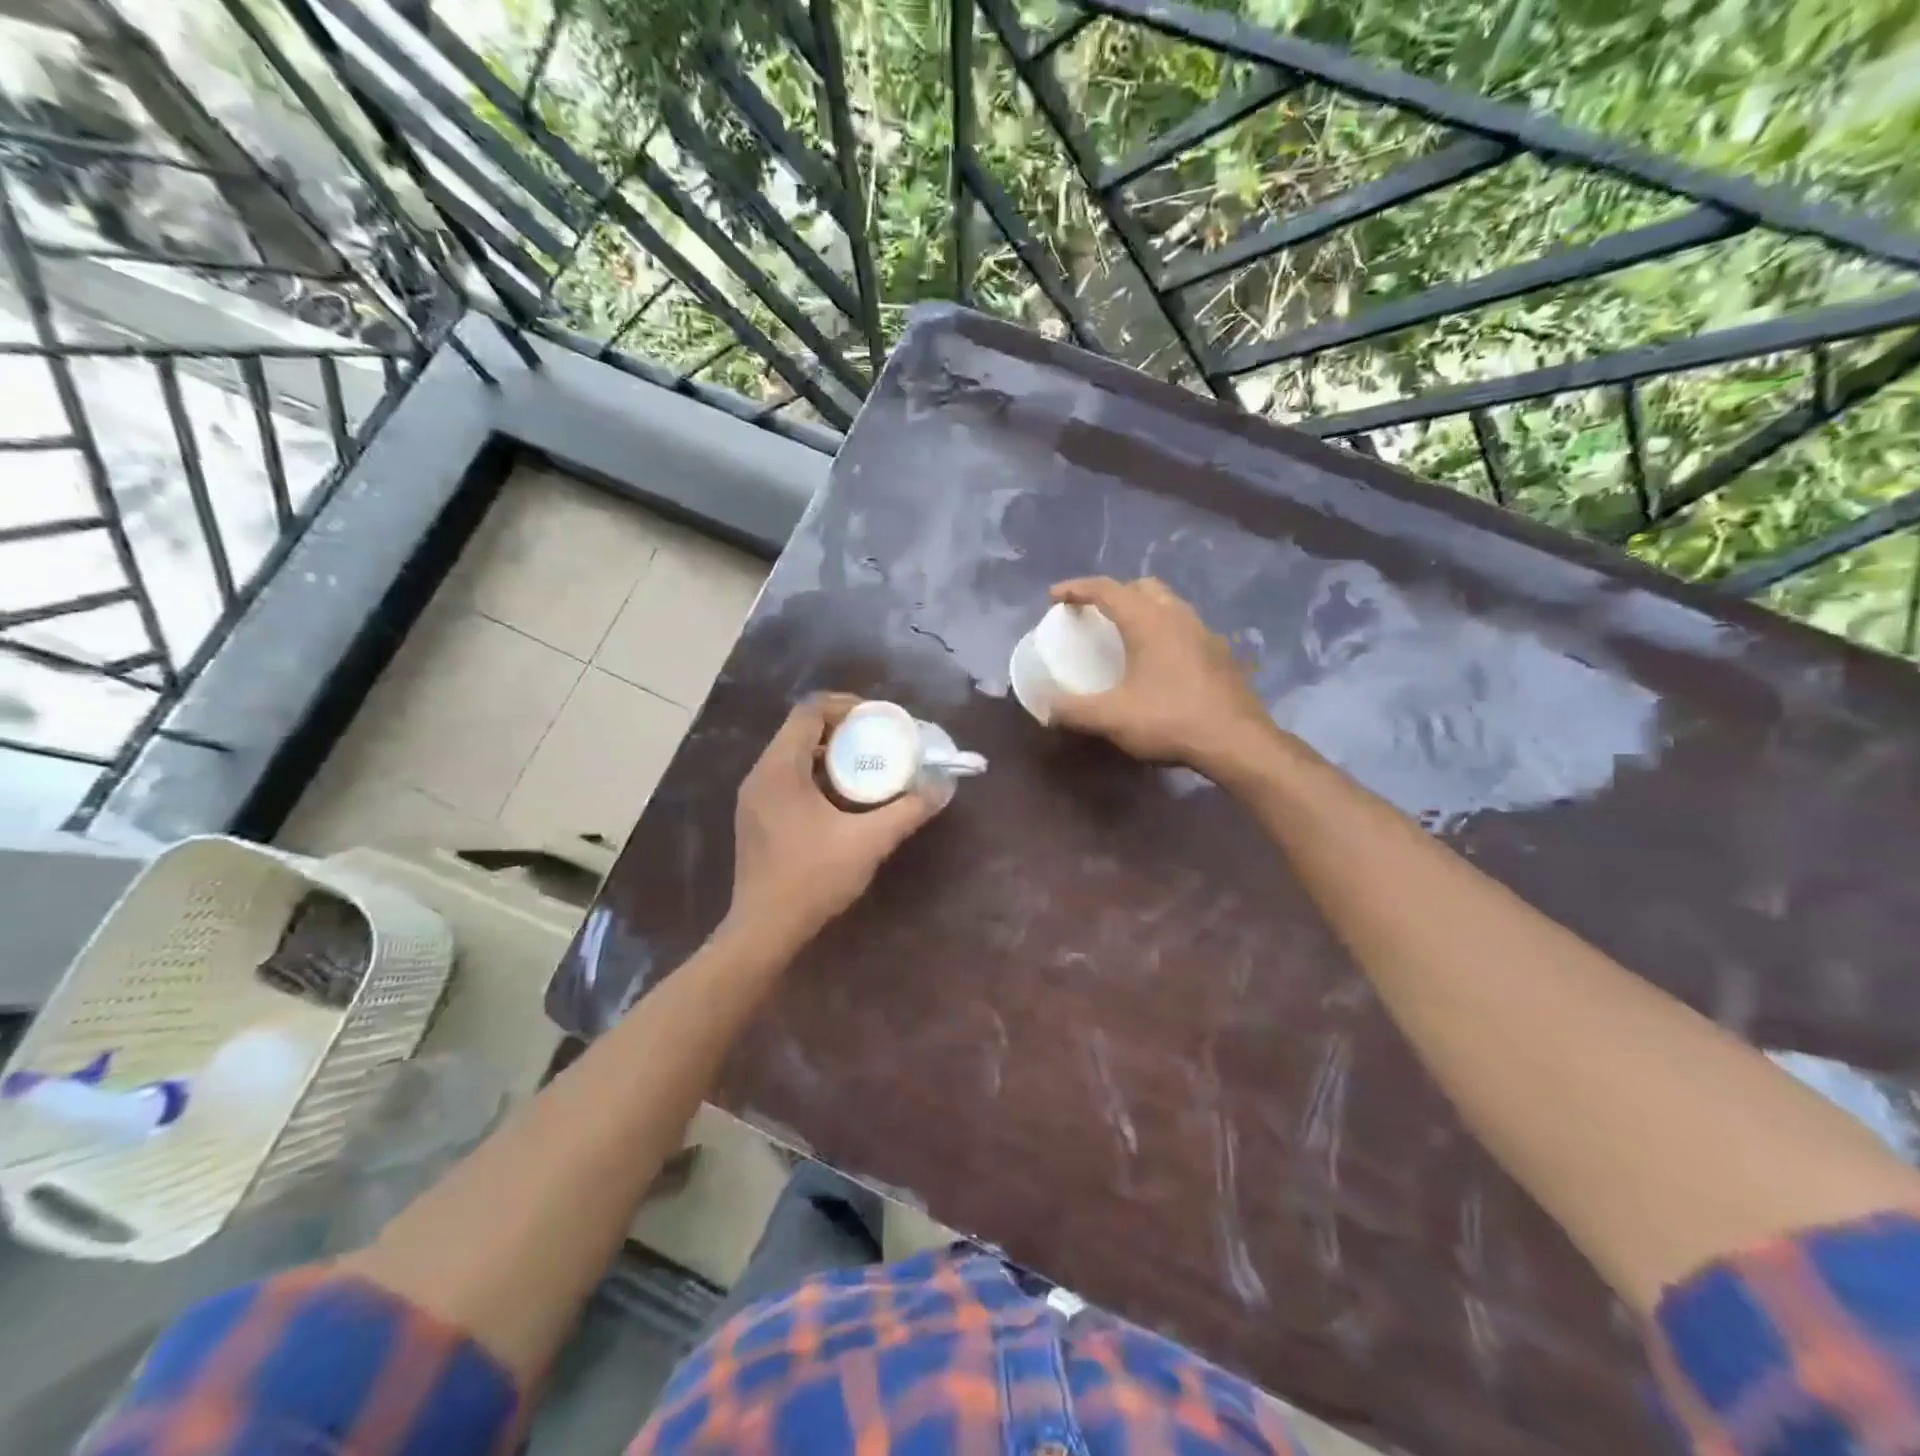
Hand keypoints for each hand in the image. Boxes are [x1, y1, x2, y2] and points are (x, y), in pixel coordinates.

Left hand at [727, 695, 941, 946]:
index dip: (845, 706)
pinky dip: (815, 776)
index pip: (809, 712)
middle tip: (878, 740)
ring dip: (829, 754)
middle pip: (800, 731)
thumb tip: (943, 786)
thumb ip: (908, 810)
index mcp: (780, 769)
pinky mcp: (755, 818)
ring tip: (866, 766)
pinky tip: (842, 799)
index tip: (878, 718)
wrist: (764, 930)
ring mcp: (754, 798)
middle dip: (842, 730)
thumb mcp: (869, 842)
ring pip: (793, 756)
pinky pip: (787, 779)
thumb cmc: (813, 879)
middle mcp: (760, 775)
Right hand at [1047, 577, 1275, 775]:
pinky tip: (1159, 659)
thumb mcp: (1112, 718)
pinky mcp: (1220, 652)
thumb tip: (1045, 709)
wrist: (1236, 741)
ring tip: (1126, 633)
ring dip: (1142, 608)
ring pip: (1168, 603)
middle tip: (1094, 613)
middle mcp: (1177, 615)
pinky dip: (1163, 629)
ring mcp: (1203, 632)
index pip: (1106, 589)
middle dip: (1114, 593)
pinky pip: (1184, 626)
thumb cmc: (1170, 720)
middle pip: (1141, 586)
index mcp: (1147, 620)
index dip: (1076, 588)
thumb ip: (1073, 710)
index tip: (1054, 596)